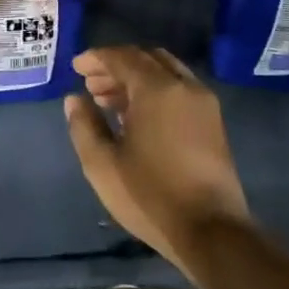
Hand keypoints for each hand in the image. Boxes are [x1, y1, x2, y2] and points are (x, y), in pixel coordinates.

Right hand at [64, 46, 250, 276]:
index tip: (76, 68)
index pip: (122, 57)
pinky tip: (137, 115)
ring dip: (136, 77)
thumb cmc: (150, 195)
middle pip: (146, 58)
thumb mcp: (102, 164)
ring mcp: (204, 103)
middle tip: (91, 84)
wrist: (211, 231)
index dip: (96, 58)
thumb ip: (84, 125)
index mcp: (157, 89)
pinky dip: (155, 89)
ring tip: (109, 100)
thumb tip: (75, 99)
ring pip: (165, 72)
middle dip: (116, 65)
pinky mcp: (213, 122)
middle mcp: (184, 86)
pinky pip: (179, 89)